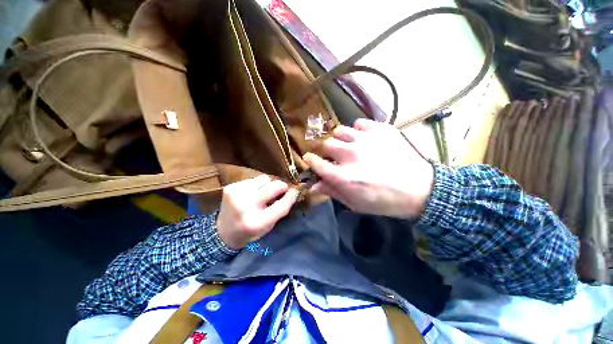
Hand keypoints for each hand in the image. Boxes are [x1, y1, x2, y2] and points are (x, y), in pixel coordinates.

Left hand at [217, 174, 298, 248]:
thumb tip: (291, 191)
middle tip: (284, 189)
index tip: (296, 190)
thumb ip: (280, 209)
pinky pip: (253, 179)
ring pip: (265, 178)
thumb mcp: (269, 226)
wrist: (222, 232)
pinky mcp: (230, 187)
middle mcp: (246, 206)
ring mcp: (236, 194)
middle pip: (274, 186)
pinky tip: (254, 192)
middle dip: (282, 186)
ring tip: (266, 192)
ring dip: (269, 184)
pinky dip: (258, 185)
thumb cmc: (250, 232)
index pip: (282, 205)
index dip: (292, 195)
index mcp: (257, 222)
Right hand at [304, 118, 433, 218]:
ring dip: (341, 140)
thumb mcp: (355, 203)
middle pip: (326, 144)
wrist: (421, 190)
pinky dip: (358, 131)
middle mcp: (350, 155)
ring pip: (340, 131)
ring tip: (350, 146)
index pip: (315, 162)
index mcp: (343, 176)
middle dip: (328, 152)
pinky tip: (365, 140)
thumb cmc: (384, 201)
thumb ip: (332, 192)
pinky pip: (359, 124)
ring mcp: (365, 139)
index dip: (311, 161)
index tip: (312, 160)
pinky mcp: (380, 129)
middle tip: (337, 157)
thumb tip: (313, 184)